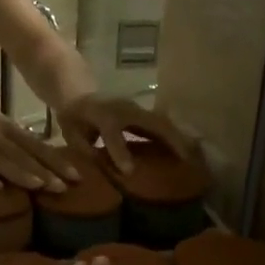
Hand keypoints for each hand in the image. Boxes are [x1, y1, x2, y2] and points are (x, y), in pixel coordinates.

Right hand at [0, 84, 79, 190]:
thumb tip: (32, 157)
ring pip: (0, 159)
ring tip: (40, 187)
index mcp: (2, 125)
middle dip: (45, 171)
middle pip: (22, 154)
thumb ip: (8, 138)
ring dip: (21, 173)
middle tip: (66, 188)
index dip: (55, 160)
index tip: (76, 175)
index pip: (35, 145)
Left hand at [53, 94, 193, 174]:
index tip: (129, 172)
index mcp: (102, 114)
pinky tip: (187, 151)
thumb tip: (97, 170)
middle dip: (170, 141)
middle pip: (151, 123)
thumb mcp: (70, 134)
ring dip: (179, 139)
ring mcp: (137, 108)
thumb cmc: (73, 118)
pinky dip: (176, 137)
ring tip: (194, 158)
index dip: (120, 151)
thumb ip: (84, 149)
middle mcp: (124, 108)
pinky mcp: (144, 113)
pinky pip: (162, 125)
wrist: (79, 93)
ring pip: (163, 123)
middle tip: (186, 161)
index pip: (113, 132)